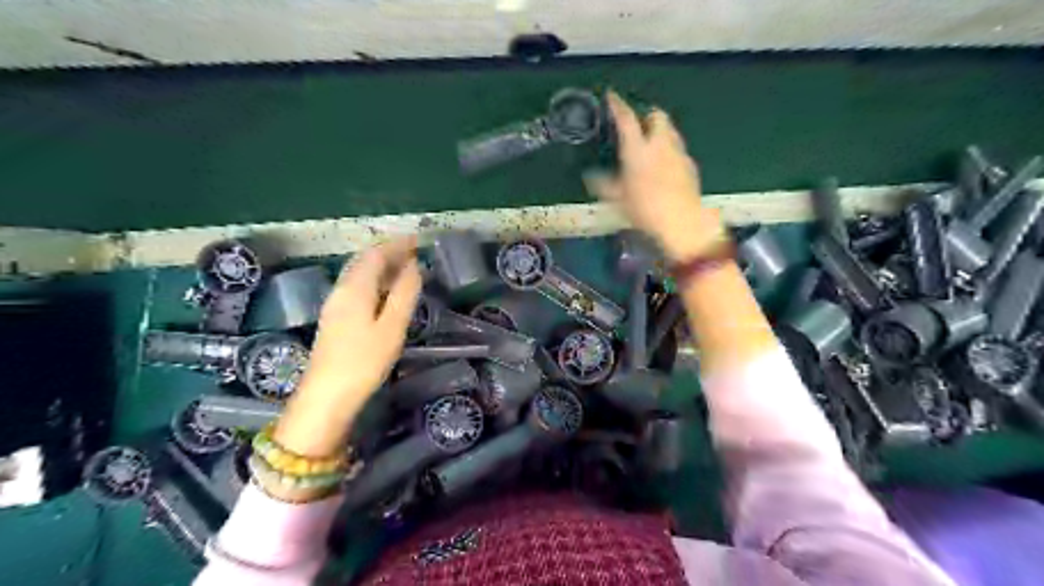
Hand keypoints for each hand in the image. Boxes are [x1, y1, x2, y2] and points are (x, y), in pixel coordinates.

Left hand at [276, 239, 427, 456]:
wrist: (326, 396)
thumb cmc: (364, 360)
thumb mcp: (392, 326)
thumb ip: (404, 294)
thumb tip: (414, 266)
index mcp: (355, 287)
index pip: (375, 254)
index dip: (396, 244)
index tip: (416, 240)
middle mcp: (341, 289)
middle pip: (363, 261)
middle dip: (388, 252)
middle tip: (413, 252)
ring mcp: (334, 304)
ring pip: (358, 274)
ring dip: (380, 266)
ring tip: (403, 267)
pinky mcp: (334, 318)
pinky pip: (356, 287)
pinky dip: (373, 280)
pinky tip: (384, 291)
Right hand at [583, 89, 727, 258]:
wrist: (682, 222)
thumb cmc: (645, 209)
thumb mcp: (618, 198)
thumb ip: (604, 184)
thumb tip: (590, 177)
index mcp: (638, 149)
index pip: (626, 119)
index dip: (618, 105)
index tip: (612, 96)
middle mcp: (660, 144)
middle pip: (657, 116)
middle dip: (646, 115)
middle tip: (637, 124)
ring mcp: (678, 153)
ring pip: (670, 130)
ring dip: (659, 131)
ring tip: (650, 143)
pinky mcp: (690, 165)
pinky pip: (678, 149)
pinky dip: (669, 149)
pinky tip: (665, 165)